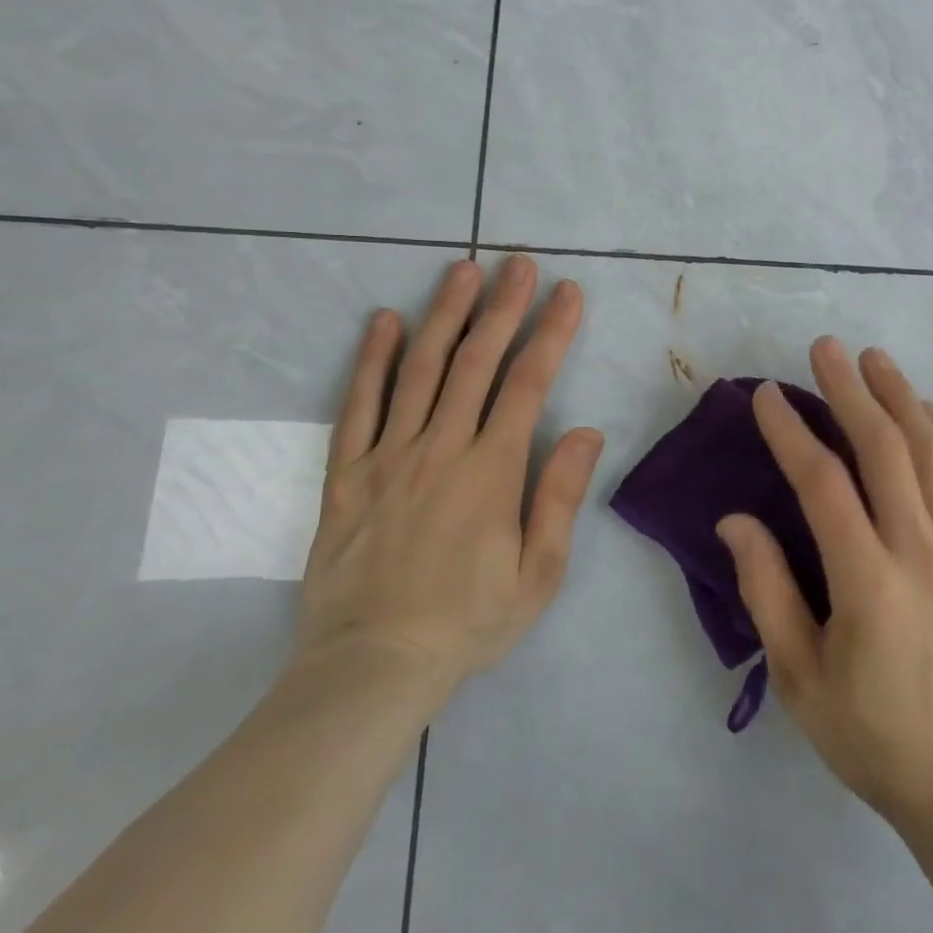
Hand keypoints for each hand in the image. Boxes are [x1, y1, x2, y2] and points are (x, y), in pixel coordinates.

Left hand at [292, 255, 603, 718]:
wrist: (370, 668)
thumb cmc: (467, 622)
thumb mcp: (538, 575)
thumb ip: (559, 498)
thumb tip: (585, 431)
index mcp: (491, 471)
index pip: (528, 383)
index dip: (551, 332)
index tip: (567, 293)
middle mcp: (440, 448)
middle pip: (476, 362)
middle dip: (503, 307)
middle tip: (519, 264)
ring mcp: (388, 456)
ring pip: (419, 370)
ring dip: (445, 315)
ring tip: (462, 271)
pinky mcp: (347, 473)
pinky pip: (358, 405)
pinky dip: (371, 360)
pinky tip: (383, 321)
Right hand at [717, 337, 932, 827]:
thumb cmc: (867, 731)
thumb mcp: (798, 676)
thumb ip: (766, 590)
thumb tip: (735, 520)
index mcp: (869, 584)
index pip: (824, 485)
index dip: (791, 433)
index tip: (767, 395)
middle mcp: (921, 553)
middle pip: (886, 449)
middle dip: (851, 391)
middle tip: (825, 348)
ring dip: (902, 397)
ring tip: (875, 359)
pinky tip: (928, 410)